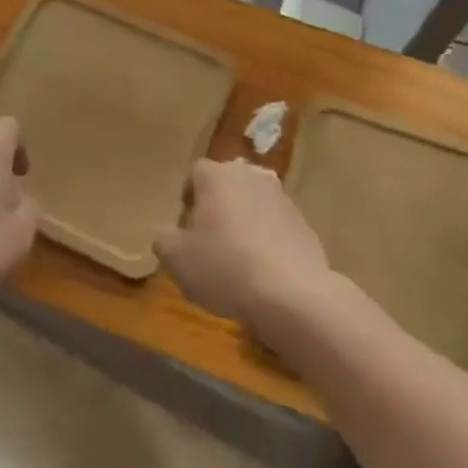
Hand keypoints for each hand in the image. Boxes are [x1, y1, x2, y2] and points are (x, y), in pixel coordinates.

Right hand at [156, 159, 333, 336]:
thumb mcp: (176, 259)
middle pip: (226, 184)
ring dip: (243, 221)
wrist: (291, 294)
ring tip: (237, 258)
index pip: (195, 173)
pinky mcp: (302, 221)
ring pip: (252, 202)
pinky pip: (275, 224)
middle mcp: (250, 175)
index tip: (185, 229)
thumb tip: (168, 233)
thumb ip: (164, 238)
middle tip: (209, 241)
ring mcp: (281, 196)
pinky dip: (266, 238)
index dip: (187, 199)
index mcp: (217, 175)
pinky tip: (262, 270)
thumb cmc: (225, 267)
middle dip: (216, 206)